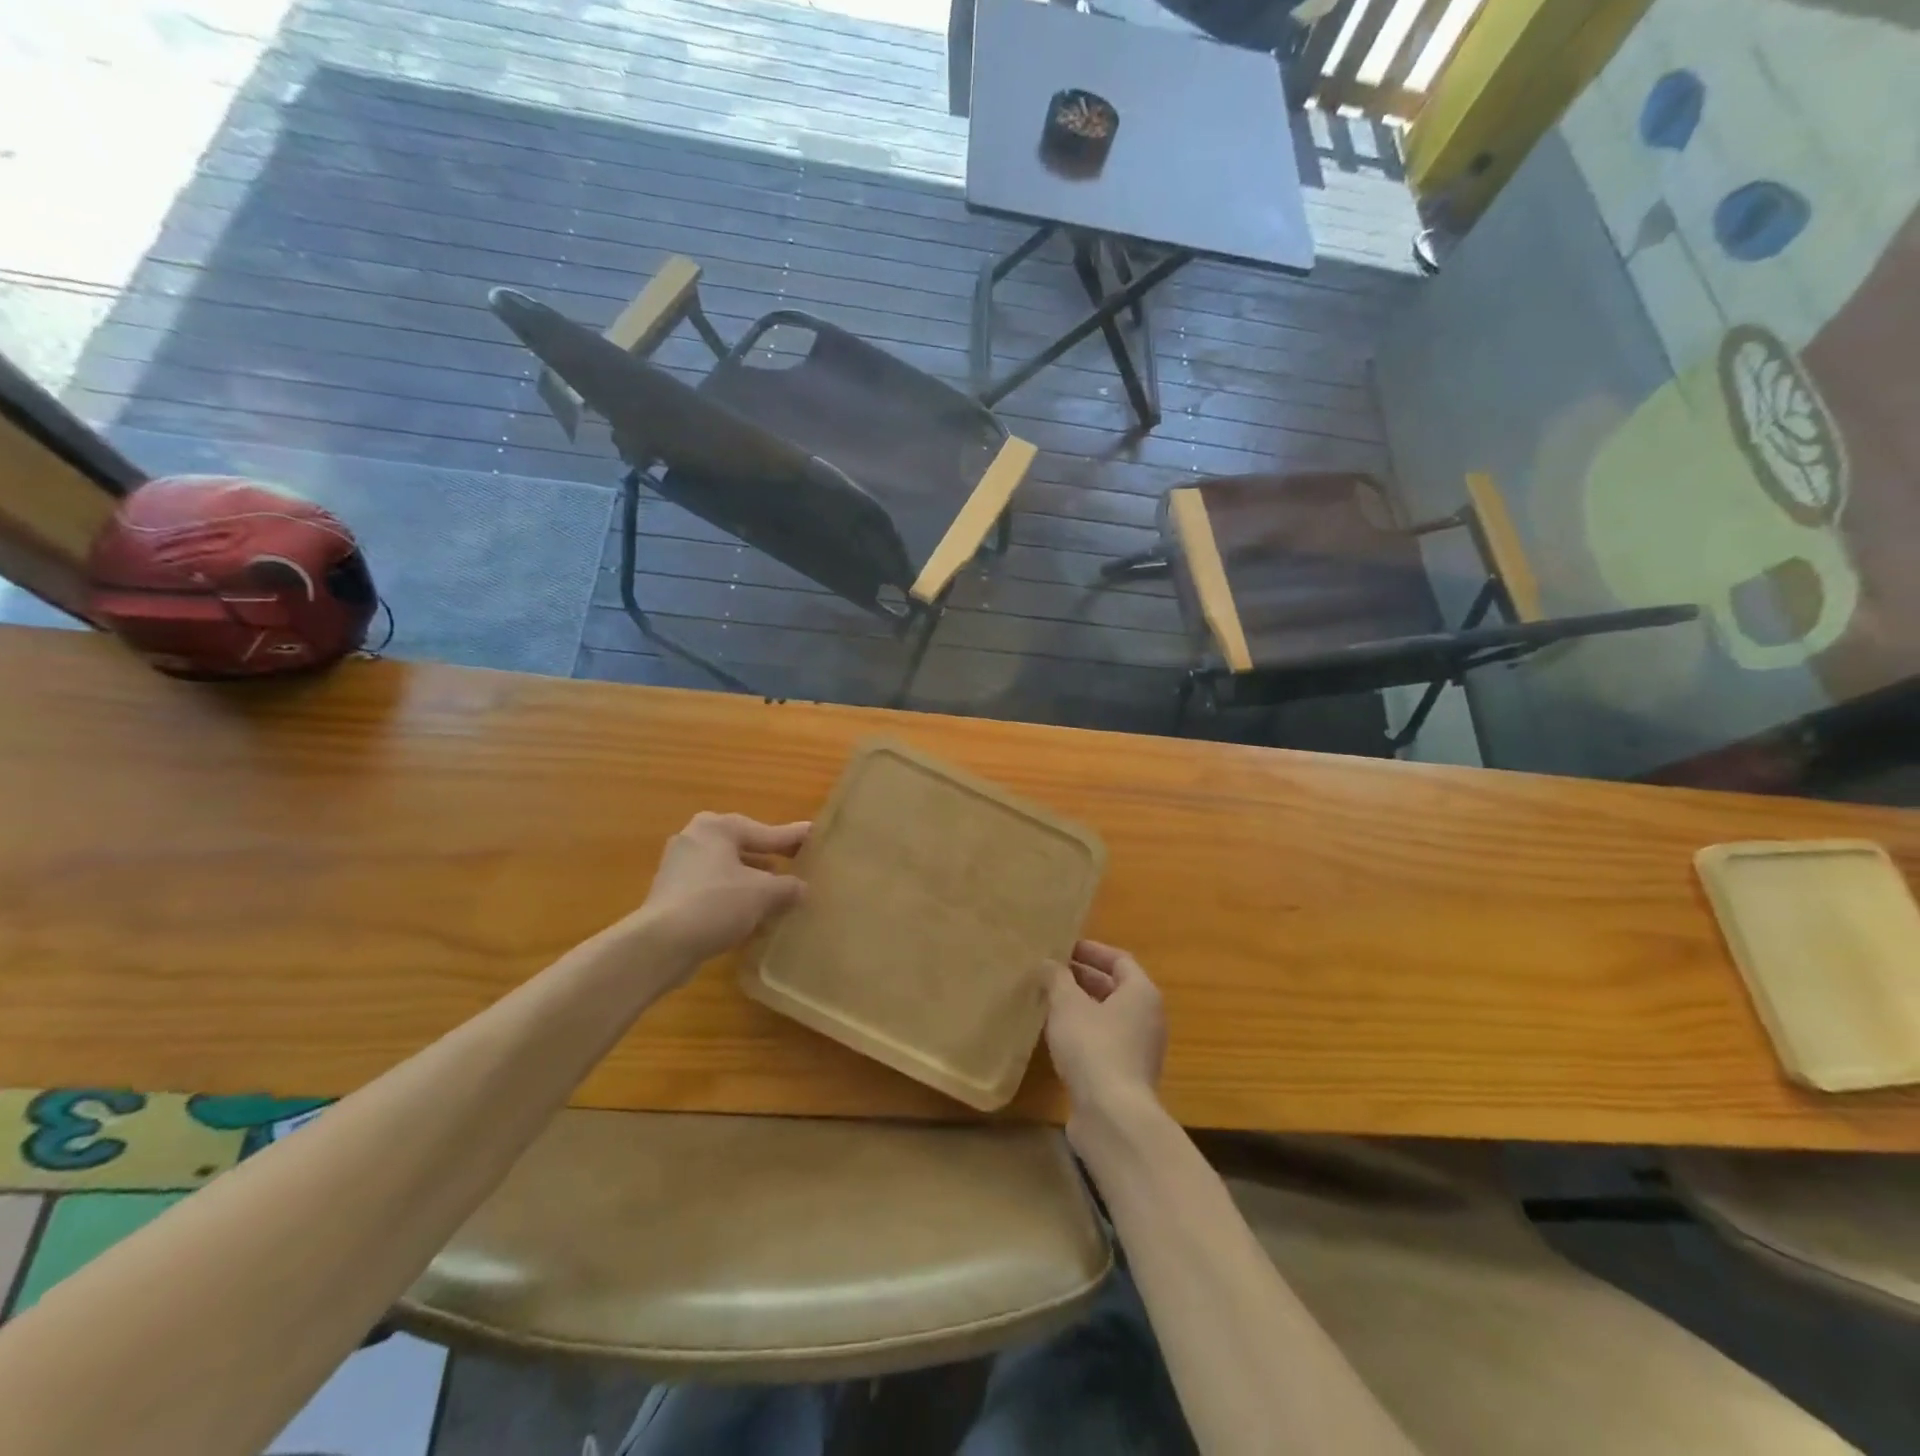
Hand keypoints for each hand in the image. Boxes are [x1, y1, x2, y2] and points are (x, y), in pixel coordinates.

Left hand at [631, 812, 809, 970]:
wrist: (660, 945)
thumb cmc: (716, 904)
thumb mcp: (764, 893)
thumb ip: (789, 886)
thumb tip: (802, 888)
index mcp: (717, 827)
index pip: (767, 832)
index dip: (794, 838)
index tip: (816, 836)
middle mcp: (695, 839)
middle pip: (745, 848)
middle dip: (771, 861)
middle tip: (799, 866)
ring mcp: (679, 867)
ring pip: (728, 871)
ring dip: (753, 883)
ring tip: (780, 896)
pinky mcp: (671, 895)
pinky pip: (713, 890)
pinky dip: (733, 898)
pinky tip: (752, 916)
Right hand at [1045, 940, 1165, 1131]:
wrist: (1113, 1116)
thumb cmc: (1093, 1046)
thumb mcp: (1067, 1004)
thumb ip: (1056, 978)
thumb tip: (1047, 964)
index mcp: (1141, 993)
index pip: (1119, 960)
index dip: (1092, 951)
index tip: (1064, 947)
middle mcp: (1148, 1018)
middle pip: (1115, 988)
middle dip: (1083, 978)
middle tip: (1051, 972)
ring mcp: (1140, 1050)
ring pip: (1108, 1017)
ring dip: (1081, 1007)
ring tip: (1048, 1000)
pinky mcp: (1127, 1076)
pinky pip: (1104, 1042)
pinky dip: (1083, 1033)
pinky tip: (1056, 1036)